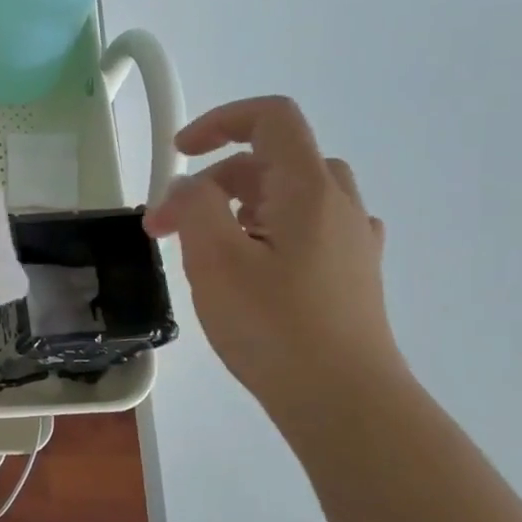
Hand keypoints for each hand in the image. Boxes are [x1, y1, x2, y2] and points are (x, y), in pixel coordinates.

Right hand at [143, 96, 401, 408]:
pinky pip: (307, 229)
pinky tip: (256, 266)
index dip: (219, 121)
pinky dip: (270, 231)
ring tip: (207, 251)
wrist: (346, 403)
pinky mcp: (354, 274)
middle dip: (212, 183)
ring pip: (289, 196)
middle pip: (270, 161)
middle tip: (167, 230)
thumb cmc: (275, 327)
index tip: (179, 154)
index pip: (270, 118)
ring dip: (239, 207)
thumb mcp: (215, 260)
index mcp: (308, 188)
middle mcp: (338, 203)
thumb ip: (196, 206)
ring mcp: (352, 240)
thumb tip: (192, 187)